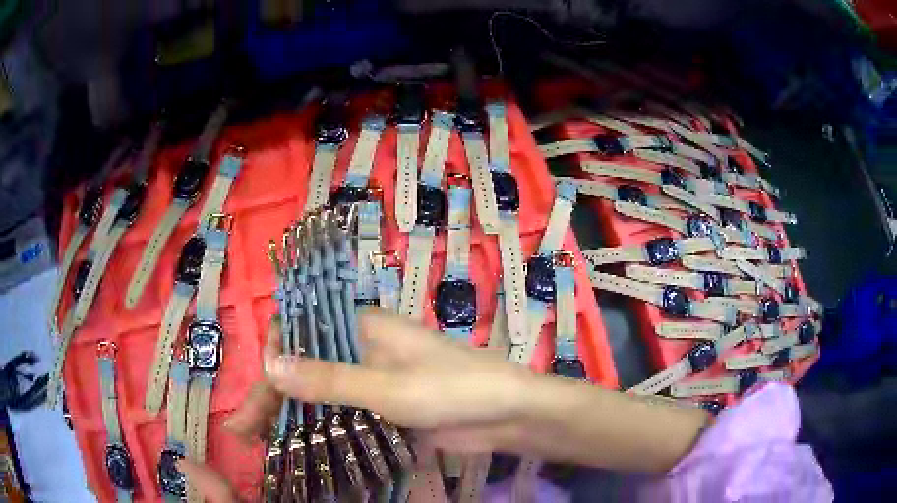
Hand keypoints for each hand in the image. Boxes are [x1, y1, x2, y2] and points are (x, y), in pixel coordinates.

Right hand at [183, 308, 538, 501]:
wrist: (508, 414)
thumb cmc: (454, 389)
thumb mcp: (389, 387)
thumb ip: (330, 379)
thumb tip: (268, 364)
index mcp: (361, 327)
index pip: (299, 334)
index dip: (270, 361)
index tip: (254, 396)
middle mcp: (361, 348)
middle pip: (304, 368)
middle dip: (271, 398)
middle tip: (243, 433)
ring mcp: (372, 379)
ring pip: (318, 393)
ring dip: (289, 415)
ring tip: (260, 443)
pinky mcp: (383, 406)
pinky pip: (340, 412)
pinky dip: (317, 426)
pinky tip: (297, 445)